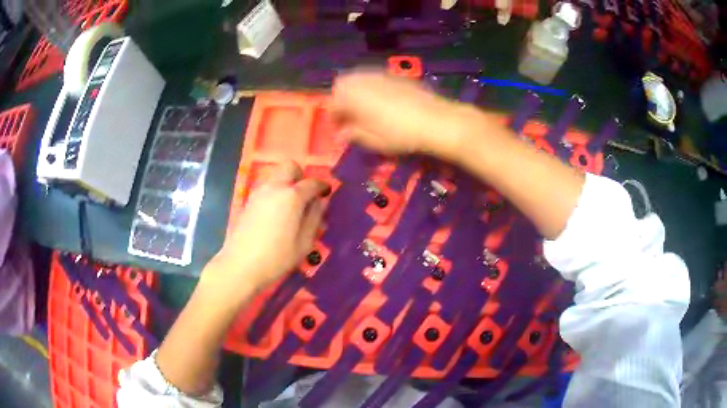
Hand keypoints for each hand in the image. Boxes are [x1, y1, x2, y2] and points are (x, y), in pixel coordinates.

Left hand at [203, 161, 327, 291]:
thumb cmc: (276, 258)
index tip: (327, 193)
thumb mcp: (304, 243)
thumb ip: (315, 218)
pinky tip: (276, 213)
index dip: (322, 186)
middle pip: (290, 166)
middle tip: (305, 195)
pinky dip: (275, 191)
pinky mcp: (248, 201)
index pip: (312, 183)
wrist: (240, 266)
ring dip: (286, 182)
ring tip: (291, 206)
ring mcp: (258, 193)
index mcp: (292, 196)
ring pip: (276, 175)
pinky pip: (266, 187)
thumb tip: (322, 202)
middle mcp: (274, 187)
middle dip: (301, 175)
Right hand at [331, 70, 478, 159]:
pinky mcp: (397, 76)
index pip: (333, 102)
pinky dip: (372, 88)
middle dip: (342, 99)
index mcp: (352, 95)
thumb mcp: (373, 140)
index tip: (339, 130)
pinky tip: (383, 103)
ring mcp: (381, 75)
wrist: (436, 121)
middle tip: (349, 116)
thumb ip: (353, 134)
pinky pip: (375, 78)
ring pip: (359, 78)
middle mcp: (363, 80)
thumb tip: (341, 134)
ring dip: (356, 92)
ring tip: (364, 109)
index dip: (333, 117)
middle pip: (343, 84)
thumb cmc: (400, 134)